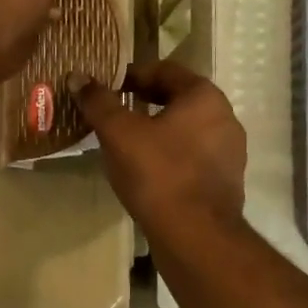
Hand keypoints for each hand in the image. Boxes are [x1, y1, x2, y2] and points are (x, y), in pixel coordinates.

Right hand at [71, 60, 246, 233]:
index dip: (132, 74)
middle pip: (177, 99)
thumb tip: (78, 77)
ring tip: (125, 143)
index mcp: (204, 97)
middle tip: (112, 113)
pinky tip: (146, 172)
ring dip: (156, 130)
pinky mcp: (225, 182)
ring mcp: (229, 152)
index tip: (106, 87)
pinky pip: (192, 157)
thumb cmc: (158, 174)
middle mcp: (224, 118)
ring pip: (185, 130)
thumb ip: (99, 102)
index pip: (165, 70)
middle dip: (143, 102)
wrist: (195, 237)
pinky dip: (169, 156)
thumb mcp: (119, 133)